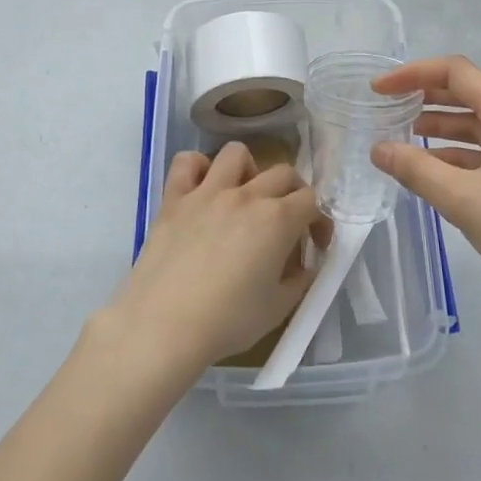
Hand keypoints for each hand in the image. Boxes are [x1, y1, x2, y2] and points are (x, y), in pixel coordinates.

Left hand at [103, 142, 319, 381]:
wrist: (163, 326)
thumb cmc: (227, 321)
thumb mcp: (278, 309)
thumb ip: (300, 281)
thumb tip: (306, 266)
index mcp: (277, 220)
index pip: (311, 201)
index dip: (318, 221)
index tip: (313, 245)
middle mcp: (246, 195)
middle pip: (283, 173)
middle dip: (293, 193)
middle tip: (287, 222)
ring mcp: (207, 192)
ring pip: (236, 154)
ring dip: (248, 170)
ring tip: (245, 196)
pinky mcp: (174, 199)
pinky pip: (187, 163)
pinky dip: (197, 168)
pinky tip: (202, 190)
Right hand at [370, 56, 480, 320]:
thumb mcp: (464, 201)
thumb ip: (416, 170)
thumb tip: (378, 148)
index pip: (456, 72)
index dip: (412, 74)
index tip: (378, 89)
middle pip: (469, 94)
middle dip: (425, 98)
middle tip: (387, 110)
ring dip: (442, 128)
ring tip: (405, 141)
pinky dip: (462, 154)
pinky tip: (438, 173)